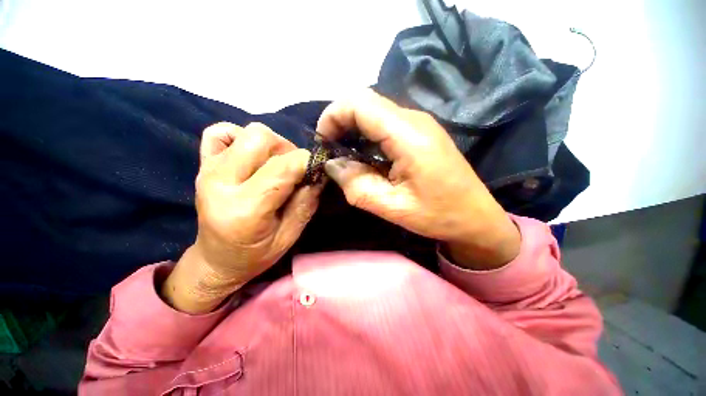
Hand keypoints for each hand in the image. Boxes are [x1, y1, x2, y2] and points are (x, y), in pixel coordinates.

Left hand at [162, 122, 321, 313]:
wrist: (216, 260)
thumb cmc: (256, 254)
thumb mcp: (290, 236)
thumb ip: (306, 203)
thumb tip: (319, 174)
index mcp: (246, 208)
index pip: (283, 166)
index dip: (308, 161)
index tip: (318, 169)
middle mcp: (221, 182)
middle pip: (261, 138)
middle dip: (288, 150)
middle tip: (294, 170)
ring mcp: (207, 170)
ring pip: (247, 132)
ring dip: (271, 145)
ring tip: (275, 167)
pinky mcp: (202, 164)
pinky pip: (219, 132)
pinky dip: (240, 138)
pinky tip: (250, 158)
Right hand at [318, 89, 519, 269]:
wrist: (476, 217)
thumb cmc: (438, 215)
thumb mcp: (392, 207)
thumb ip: (356, 185)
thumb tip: (332, 164)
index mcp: (408, 135)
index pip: (359, 103)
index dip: (333, 116)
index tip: (322, 143)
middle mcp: (414, 119)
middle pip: (365, 102)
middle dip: (340, 122)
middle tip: (330, 151)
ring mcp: (419, 123)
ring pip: (374, 112)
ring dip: (353, 129)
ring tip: (344, 156)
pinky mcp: (420, 132)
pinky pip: (385, 123)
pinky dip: (366, 135)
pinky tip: (364, 156)